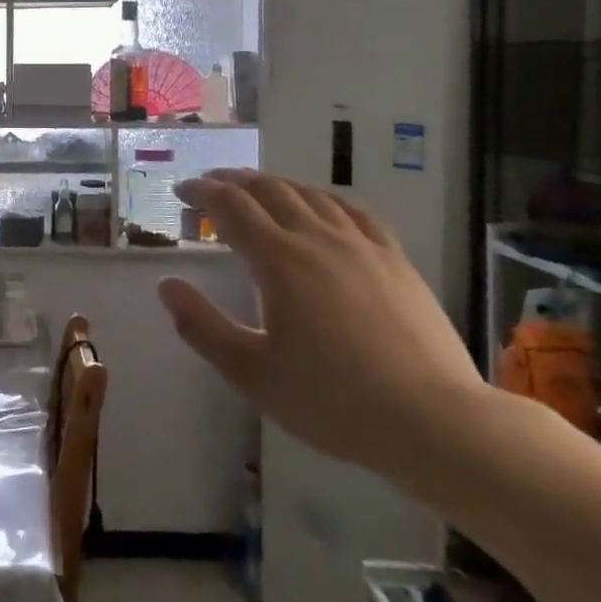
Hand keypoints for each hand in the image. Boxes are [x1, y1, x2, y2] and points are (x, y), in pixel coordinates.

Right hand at [158, 170, 486, 480]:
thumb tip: (167, 286)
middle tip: (210, 184)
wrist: (433, 420)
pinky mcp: (395, 259)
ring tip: (256, 188)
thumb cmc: (332, 400)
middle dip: (233, 181)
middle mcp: (317, 238)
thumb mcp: (252, 372)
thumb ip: (202, 327)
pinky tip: (321, 206)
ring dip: (275, 184)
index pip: (230, 207)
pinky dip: (323, 198)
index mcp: (278, 260)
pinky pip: (352, 211)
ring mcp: (361, 245)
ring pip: (310, 194)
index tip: (182, 191)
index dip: (202, 193)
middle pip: (269, 190)